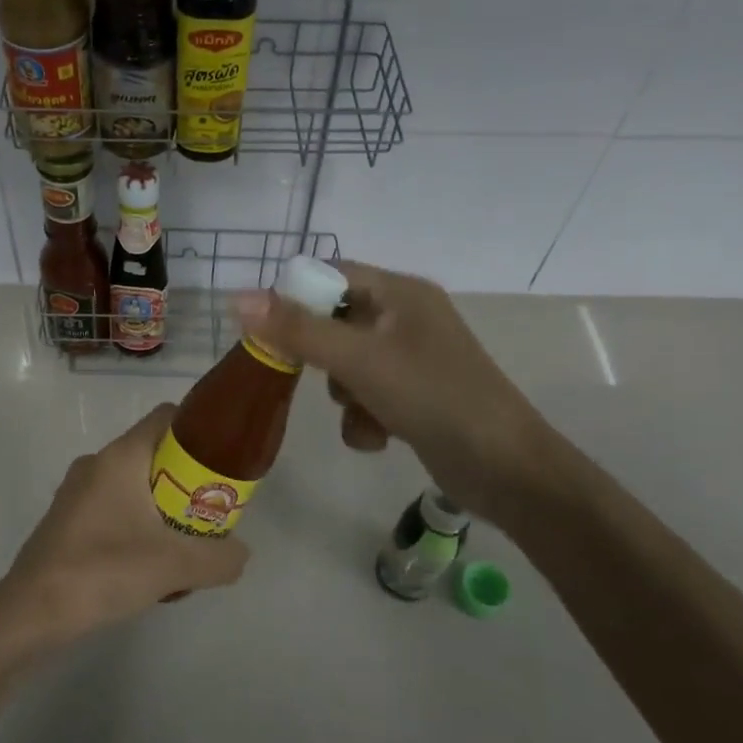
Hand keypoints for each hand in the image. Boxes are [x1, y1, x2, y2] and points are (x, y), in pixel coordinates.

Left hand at [0, 403, 249, 649]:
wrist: (31, 612)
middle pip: (154, 455)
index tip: (224, 461)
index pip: (166, 417)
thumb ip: (219, 557)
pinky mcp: (67, 520)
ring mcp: (77, 492)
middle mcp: (96, 464)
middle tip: (210, 513)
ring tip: (183, 547)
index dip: (200, 431)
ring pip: (134, 486)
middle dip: (186, 481)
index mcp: (120, 456)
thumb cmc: (103, 570)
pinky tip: (148, 566)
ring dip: (162, 509)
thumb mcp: (175, 566)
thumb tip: (240, 554)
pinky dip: (137, 526)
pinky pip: (114, 509)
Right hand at [234, 261, 568, 527]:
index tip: (269, 331)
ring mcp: (412, 358)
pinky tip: (378, 437)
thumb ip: (297, 330)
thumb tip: (238, 298)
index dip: (296, 297)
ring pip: (347, 364)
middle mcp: (406, 318)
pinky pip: (367, 394)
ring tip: (363, 412)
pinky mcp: (415, 395)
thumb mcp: (358, 359)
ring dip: (344, 393)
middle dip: (322, 356)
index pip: (332, 274)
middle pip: (335, 322)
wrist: (504, 468)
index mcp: (400, 292)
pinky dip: (364, 416)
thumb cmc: (432, 396)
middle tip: (316, 375)